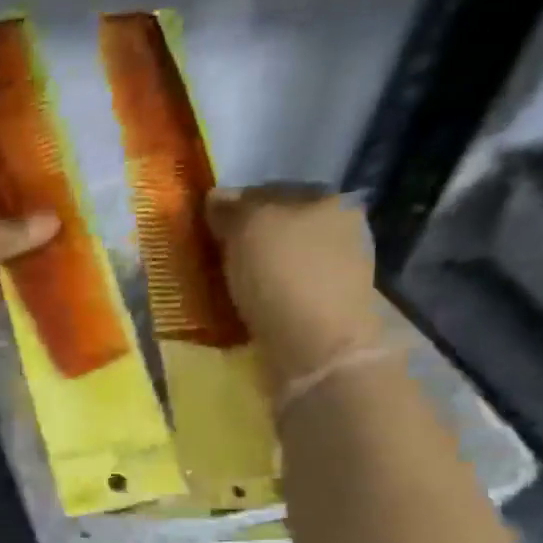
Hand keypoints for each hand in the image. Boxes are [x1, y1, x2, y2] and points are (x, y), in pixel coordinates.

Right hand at [205, 184, 384, 384]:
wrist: (317, 350)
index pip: (267, 192)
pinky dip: (262, 300)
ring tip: (221, 289)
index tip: (205, 230)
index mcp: (324, 200)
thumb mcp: (248, 228)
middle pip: (275, 229)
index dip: (232, 208)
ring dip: (251, 273)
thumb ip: (231, 208)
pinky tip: (242, 311)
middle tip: (209, 261)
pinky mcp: (325, 309)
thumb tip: (217, 196)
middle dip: (243, 242)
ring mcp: (335, 271)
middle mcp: (337, 229)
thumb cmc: (283, 277)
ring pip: (278, 262)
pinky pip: (282, 294)